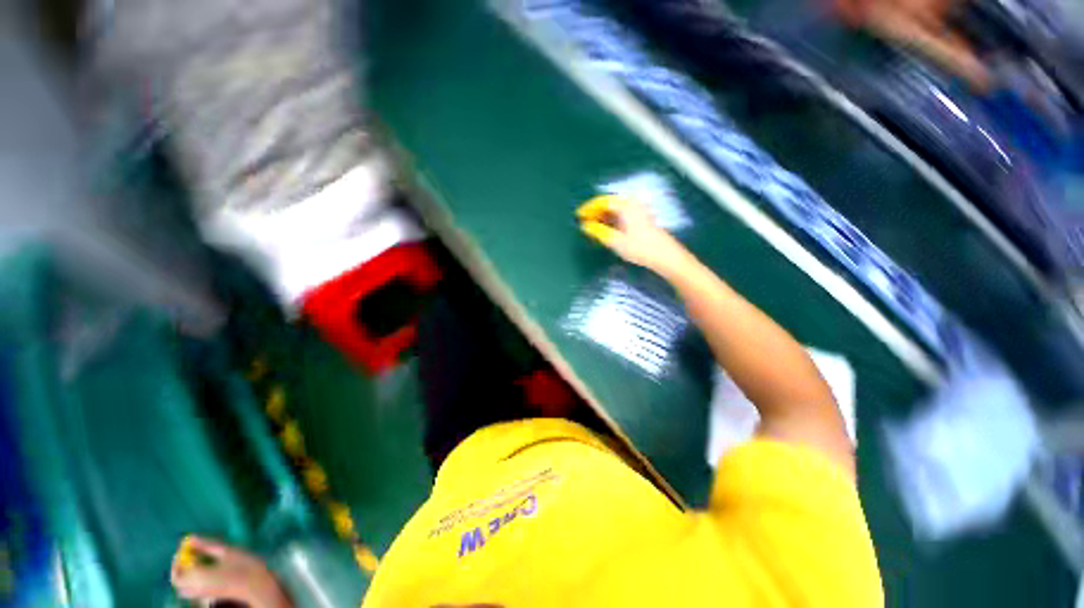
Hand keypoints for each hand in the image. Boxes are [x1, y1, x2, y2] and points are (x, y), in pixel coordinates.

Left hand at [171, 536, 290, 607]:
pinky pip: (191, 591)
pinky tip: (203, 572)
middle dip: (179, 568)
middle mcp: (196, 587)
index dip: (178, 559)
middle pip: (178, 581)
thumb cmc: (244, 566)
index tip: (185, 546)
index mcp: (199, 576)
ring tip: (195, 562)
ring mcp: (202, 594)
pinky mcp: (208, 596)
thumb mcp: (227, 552)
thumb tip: (190, 538)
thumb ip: (207, 546)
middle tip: (188, 554)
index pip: (178, 570)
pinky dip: (190, 582)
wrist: (257, 585)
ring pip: (183, 588)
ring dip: (184, 576)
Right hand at [577, 195, 689, 275]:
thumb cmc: (639, 247)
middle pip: (609, 204)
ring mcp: (638, 211)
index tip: (578, 215)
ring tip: (593, 227)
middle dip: (595, 212)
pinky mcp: (641, 219)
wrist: (664, 255)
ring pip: (615, 210)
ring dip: (603, 217)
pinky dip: (611, 220)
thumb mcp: (615, 241)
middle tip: (584, 222)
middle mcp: (632, 204)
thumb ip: (598, 231)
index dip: (588, 208)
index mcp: (625, 206)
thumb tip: (585, 225)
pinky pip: (622, 215)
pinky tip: (607, 229)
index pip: (602, 202)